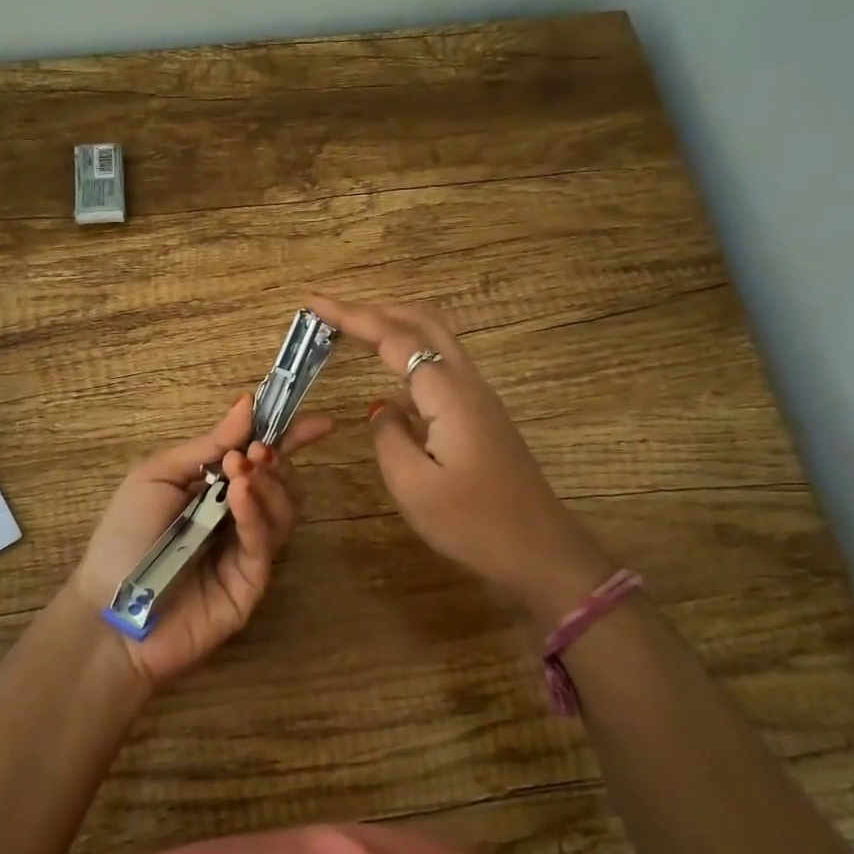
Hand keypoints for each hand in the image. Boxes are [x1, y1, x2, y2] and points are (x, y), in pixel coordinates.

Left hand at [67, 394, 332, 686]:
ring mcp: (247, 550)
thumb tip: (247, 404)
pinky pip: (264, 541)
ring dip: (270, 483)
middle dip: (277, 460)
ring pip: (284, 510)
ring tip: (242, 472)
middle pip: (283, 483)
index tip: (319, 422)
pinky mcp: (252, 581)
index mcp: (215, 488)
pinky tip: (241, 495)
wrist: (107, 612)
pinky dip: (256, 512)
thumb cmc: (124, 537)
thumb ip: (206, 445)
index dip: (291, 437)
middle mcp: (238, 516)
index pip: (263, 458)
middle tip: (255, 452)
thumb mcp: (157, 476)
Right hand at [308, 294, 613, 627]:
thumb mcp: (413, 486)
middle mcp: (466, 383)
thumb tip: (381, 407)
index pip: (394, 338)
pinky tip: (389, 373)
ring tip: (354, 331)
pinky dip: (410, 352)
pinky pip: (441, 365)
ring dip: (395, 325)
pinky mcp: (481, 414)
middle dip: (376, 309)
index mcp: (448, 394)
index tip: (314, 303)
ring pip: (436, 339)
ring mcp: (479, 396)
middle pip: (423, 322)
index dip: (352, 316)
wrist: (538, 549)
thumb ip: (388, 436)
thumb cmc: (473, 522)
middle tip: (332, 313)